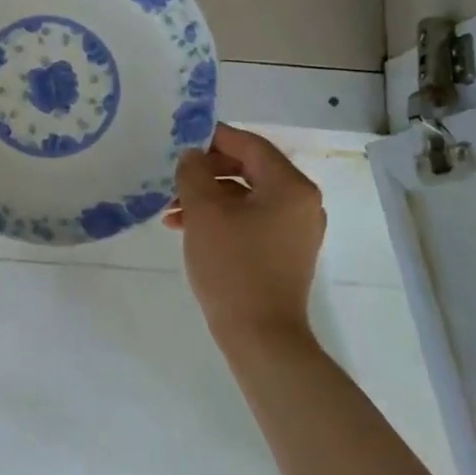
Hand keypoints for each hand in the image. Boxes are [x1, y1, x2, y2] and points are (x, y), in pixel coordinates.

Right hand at [167, 123, 326, 348]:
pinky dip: (223, 218)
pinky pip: (252, 220)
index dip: (214, 138)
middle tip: (174, 179)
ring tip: (173, 212)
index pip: (250, 145)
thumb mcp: (204, 211)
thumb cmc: (233, 266)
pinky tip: (191, 230)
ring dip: (210, 198)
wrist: (260, 336)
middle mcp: (302, 202)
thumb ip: (194, 173)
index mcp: (291, 186)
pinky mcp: (286, 252)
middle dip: (207, 172)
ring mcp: (297, 230)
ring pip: (247, 197)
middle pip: (250, 169)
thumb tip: (193, 156)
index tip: (181, 140)